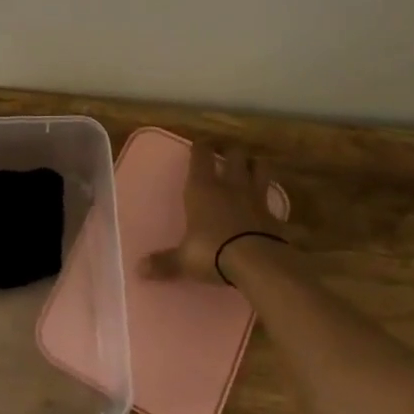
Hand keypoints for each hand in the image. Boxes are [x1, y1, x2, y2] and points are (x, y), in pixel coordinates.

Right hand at [144, 144, 292, 284]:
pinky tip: (268, 203)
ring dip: (255, 165)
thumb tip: (139, 269)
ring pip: (260, 168)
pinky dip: (271, 199)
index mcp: (202, 188)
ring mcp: (256, 197)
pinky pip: (274, 200)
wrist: (258, 262)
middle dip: (231, 151)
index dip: (201, 146)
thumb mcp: (184, 259)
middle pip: (234, 154)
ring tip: (251, 167)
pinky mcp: (275, 215)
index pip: (202, 155)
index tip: (200, 143)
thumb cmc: (212, 251)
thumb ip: (163, 262)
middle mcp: (230, 185)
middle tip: (227, 154)